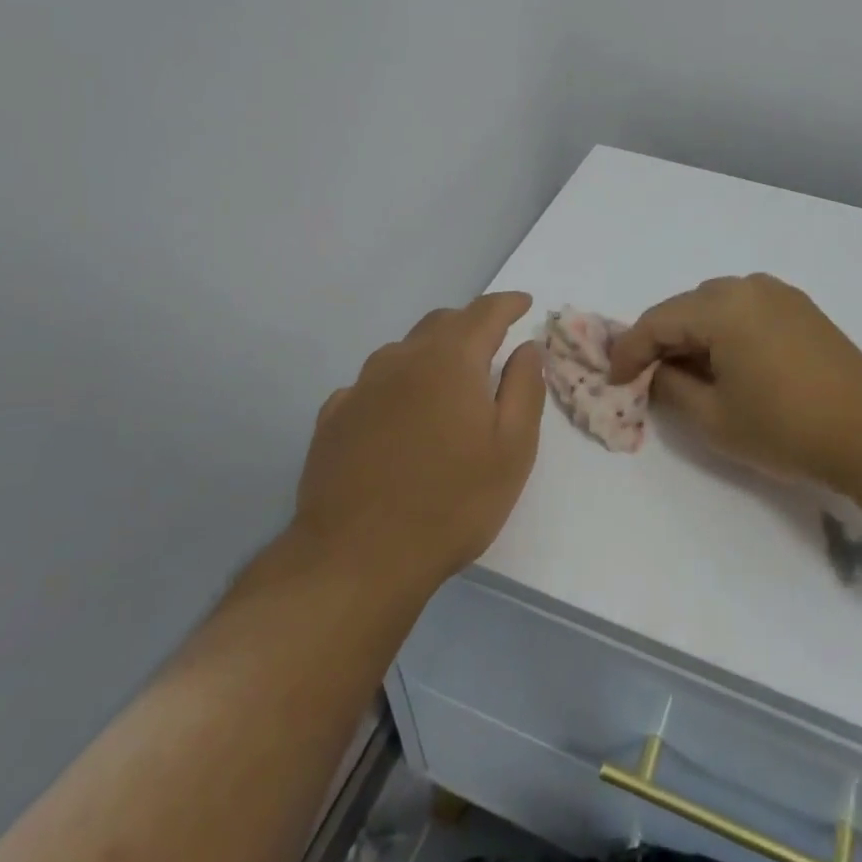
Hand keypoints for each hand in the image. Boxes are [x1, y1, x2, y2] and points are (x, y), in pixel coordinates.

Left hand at [293, 292, 545, 594]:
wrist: (358, 557)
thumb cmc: (453, 503)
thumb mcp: (513, 449)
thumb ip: (525, 388)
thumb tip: (528, 347)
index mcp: (450, 360)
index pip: (484, 312)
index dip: (508, 303)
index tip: (523, 303)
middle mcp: (401, 359)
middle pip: (441, 323)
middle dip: (470, 324)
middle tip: (491, 343)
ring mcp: (361, 387)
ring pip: (403, 350)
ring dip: (431, 353)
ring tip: (446, 382)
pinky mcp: (334, 417)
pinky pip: (372, 384)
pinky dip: (396, 385)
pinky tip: (399, 414)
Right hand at [609, 274, 861, 492]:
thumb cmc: (786, 428)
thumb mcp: (714, 418)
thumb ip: (670, 388)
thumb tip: (655, 374)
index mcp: (721, 306)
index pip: (657, 322)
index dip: (629, 352)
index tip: (612, 380)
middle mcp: (747, 286)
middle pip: (685, 307)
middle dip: (660, 341)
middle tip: (645, 378)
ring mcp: (778, 293)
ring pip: (714, 306)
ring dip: (692, 334)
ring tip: (684, 372)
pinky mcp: (799, 308)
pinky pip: (744, 310)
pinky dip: (723, 331)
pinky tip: (724, 363)